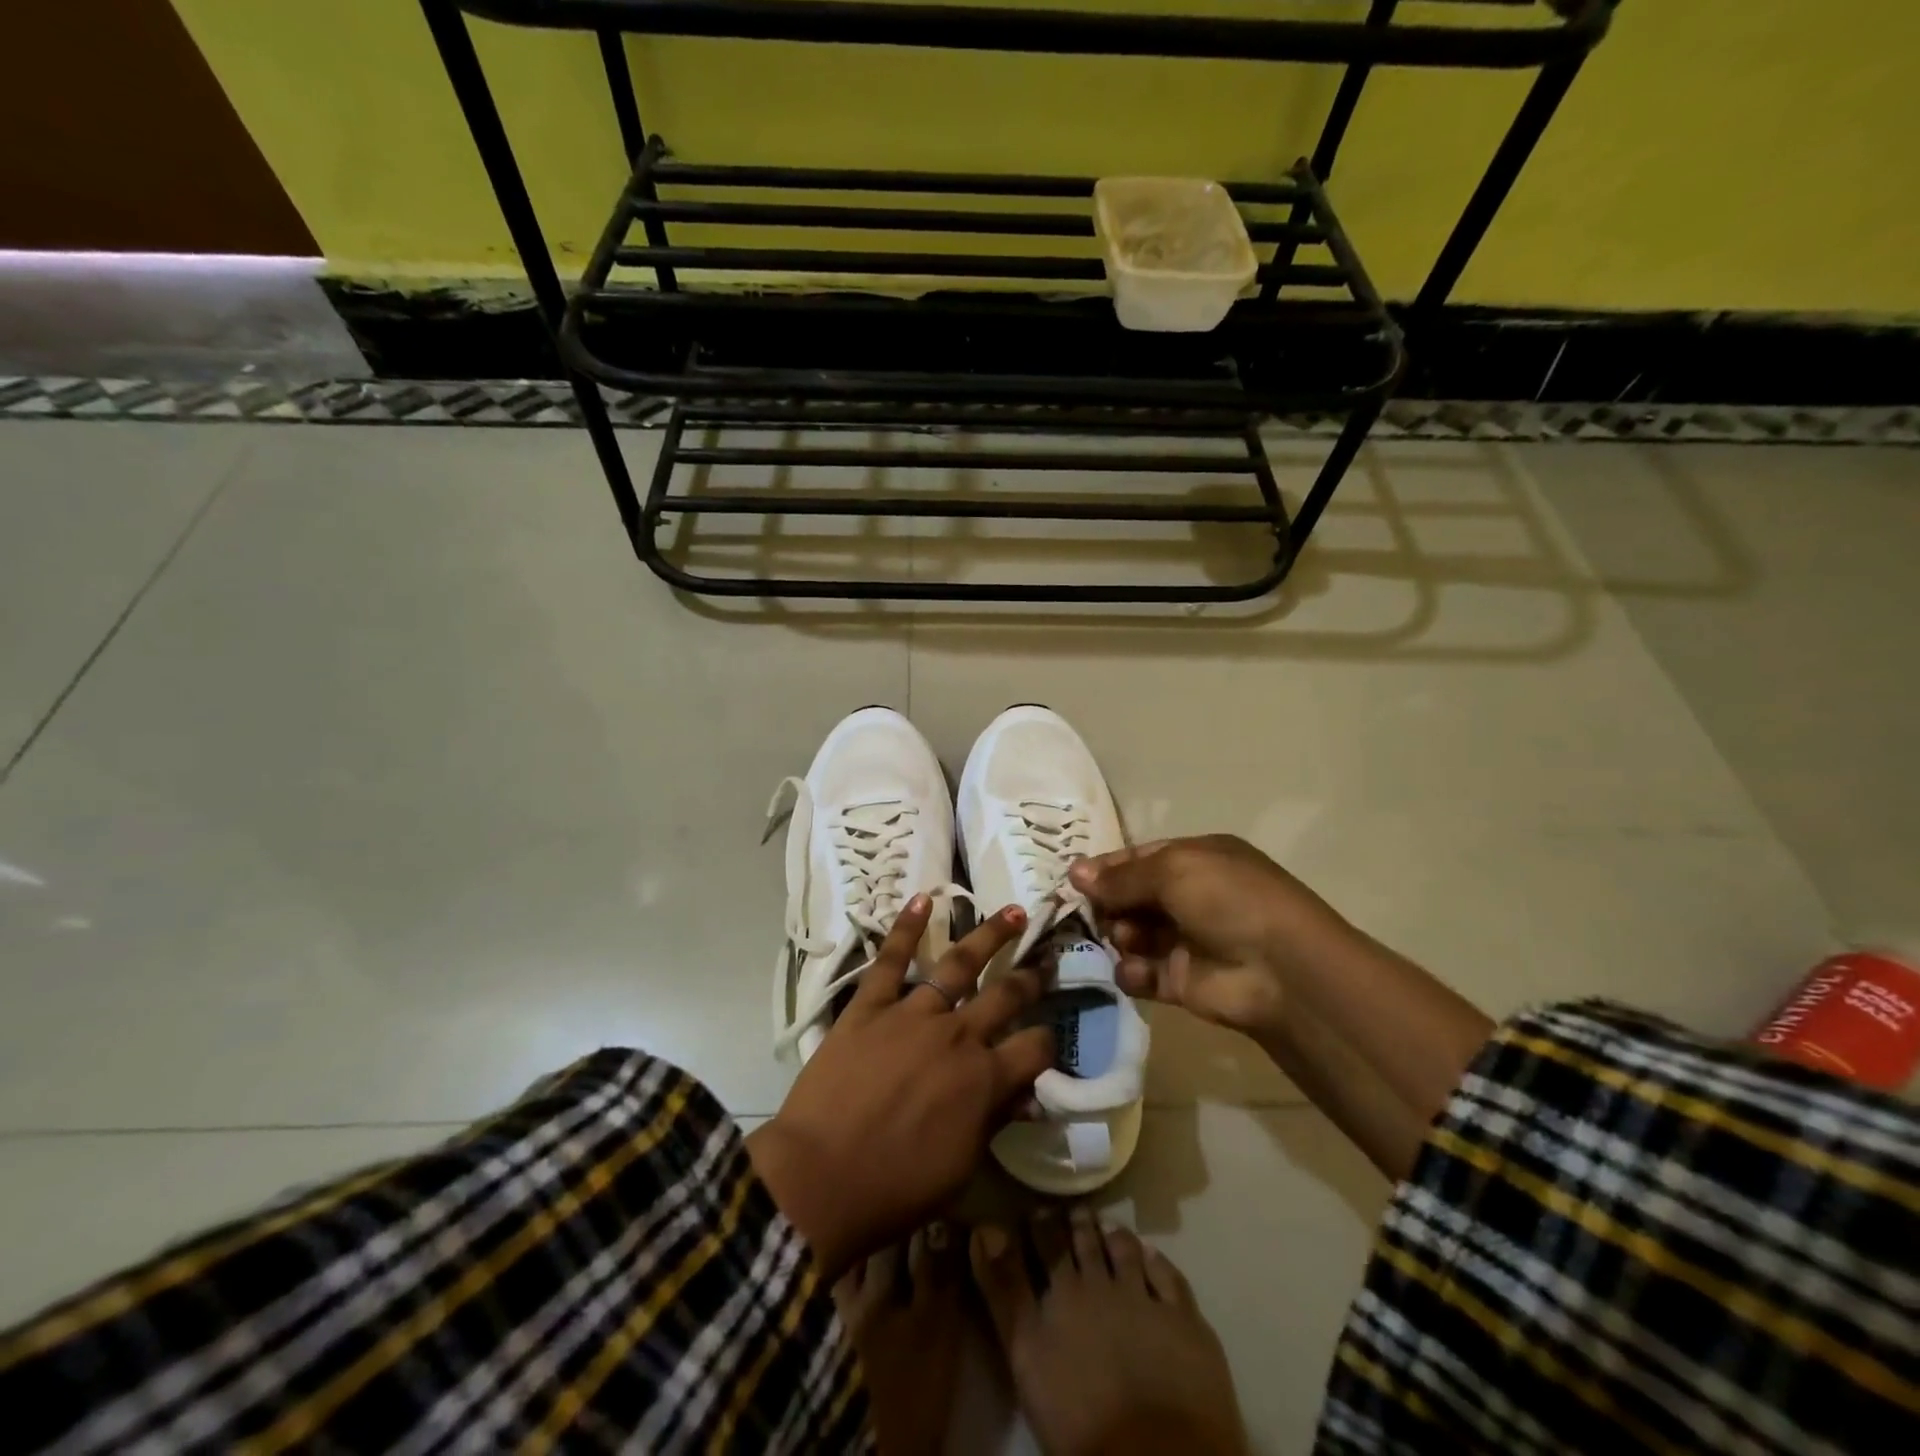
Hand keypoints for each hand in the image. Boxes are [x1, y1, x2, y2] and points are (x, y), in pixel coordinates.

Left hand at [746, 896, 1054, 1279]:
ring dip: (989, 935)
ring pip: (959, 964)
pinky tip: (922, 899)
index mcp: (984, 1079)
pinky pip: (891, 960)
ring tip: (1013, 912)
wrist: (820, 1179)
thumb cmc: (894, 1187)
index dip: (1049, 1043)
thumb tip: (1026, 1096)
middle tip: (1046, 958)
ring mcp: (912, 1014)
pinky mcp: (870, 1006)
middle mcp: (957, 1035)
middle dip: (1031, 977)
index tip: (1050, 1039)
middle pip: (1005, 995)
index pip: (1035, 1048)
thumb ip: (994, 1121)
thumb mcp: (961, 1167)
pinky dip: (906, 927)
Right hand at [1067, 835, 1354, 1038]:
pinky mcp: (1180, 982)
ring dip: (1121, 934)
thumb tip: (1074, 872)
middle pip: (1132, 897)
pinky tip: (1136, 970)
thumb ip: (1120, 877)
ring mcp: (1185, 940)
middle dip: (1109, 903)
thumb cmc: (1228, 901)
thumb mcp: (1173, 871)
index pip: (1140, 859)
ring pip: (1132, 933)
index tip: (1073, 880)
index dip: (1107, 868)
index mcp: (1196, 860)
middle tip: (1091, 912)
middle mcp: (1191, 897)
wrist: (1280, 971)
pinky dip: (1132, 971)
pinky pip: (1141, 972)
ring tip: (1125, 937)